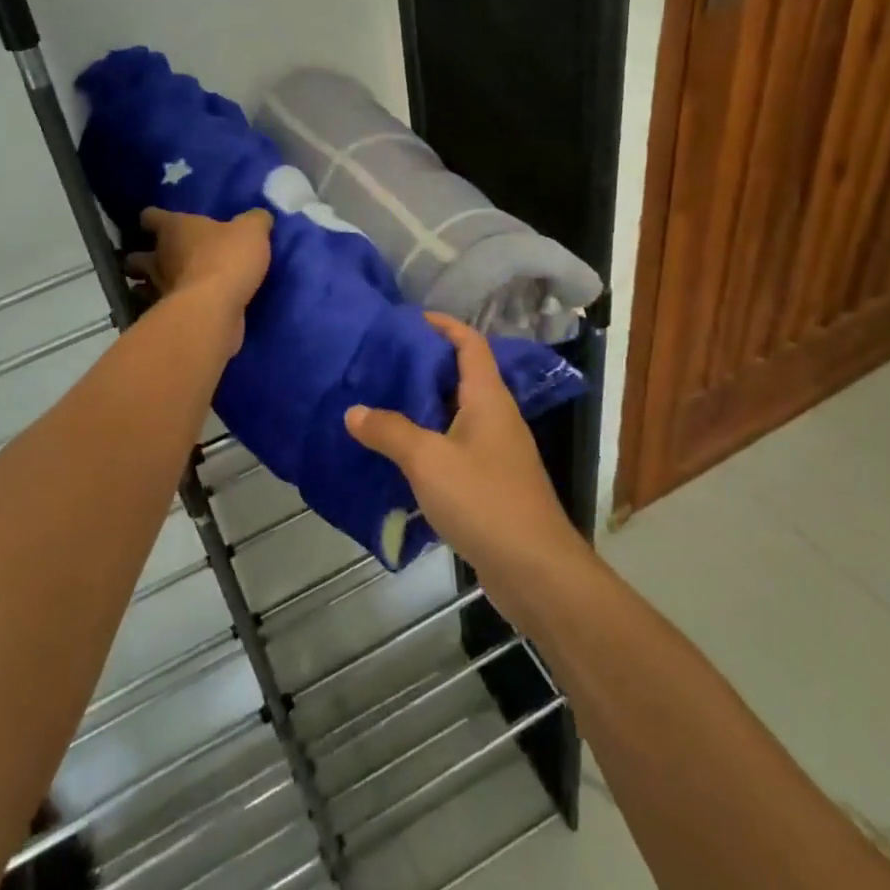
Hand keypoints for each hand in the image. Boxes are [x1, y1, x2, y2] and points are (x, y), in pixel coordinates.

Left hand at [127, 207, 273, 316]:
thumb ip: (255, 221)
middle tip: (159, 257)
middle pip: (139, 256)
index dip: (153, 218)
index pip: (151, 216)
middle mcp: (160, 257)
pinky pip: (162, 308)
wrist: (214, 310)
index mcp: (174, 228)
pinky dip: (167, 308)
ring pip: (143, 285)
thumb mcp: (252, 231)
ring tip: (166, 285)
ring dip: (149, 285)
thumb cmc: (227, 259)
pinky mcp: (168, 316)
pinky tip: (183, 308)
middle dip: (144, 257)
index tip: (156, 221)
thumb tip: (259, 216)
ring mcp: (160, 289)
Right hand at [345, 313, 586, 611]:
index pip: (470, 344)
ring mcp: (497, 452)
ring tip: (383, 403)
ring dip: (424, 407)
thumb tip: (354, 411)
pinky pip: (456, 447)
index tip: (411, 319)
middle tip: (384, 363)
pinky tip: (401, 456)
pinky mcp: (492, 483)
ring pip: (457, 414)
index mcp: (488, 398)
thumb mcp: (427, 460)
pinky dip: (430, 442)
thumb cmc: (484, 500)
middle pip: (461, 376)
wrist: (535, 570)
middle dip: (425, 366)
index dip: (445, 325)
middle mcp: (496, 417)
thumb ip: (389, 431)